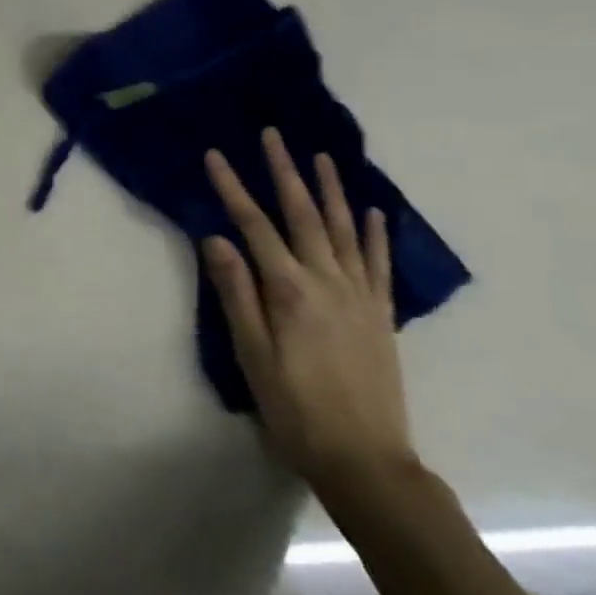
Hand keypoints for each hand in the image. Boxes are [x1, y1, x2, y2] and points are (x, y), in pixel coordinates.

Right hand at [203, 129, 413, 492]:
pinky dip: (374, 233)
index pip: (254, 226)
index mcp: (290, 290)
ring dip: (330, 190)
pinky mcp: (380, 314)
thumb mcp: (251, 353)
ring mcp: (360, 296)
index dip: (232, 188)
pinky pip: (377, 263)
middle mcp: (328, 281)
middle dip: (284, 172)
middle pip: (303, 215)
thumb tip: (216, 238)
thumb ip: (237, 292)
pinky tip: (371, 212)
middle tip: (273, 136)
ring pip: (343, 230)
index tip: (215, 155)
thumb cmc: (294, 407)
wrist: (365, 459)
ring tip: (321, 157)